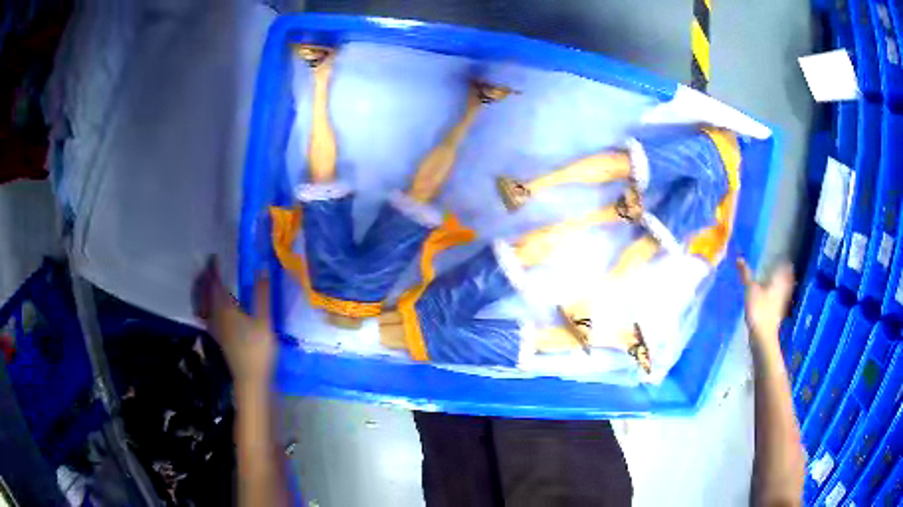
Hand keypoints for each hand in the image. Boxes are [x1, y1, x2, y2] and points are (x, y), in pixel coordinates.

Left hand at [193, 257, 274, 386]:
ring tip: (206, 283)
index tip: (213, 257)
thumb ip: (262, 295)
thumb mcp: (264, 321)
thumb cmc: (257, 350)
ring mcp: (215, 328)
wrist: (250, 379)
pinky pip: (206, 314)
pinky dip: (205, 305)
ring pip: (203, 304)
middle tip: (208, 266)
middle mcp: (215, 316)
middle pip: (204, 293)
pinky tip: (211, 308)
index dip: (213, 269)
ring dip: (202, 291)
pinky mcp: (218, 337)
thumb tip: (262, 269)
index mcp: (225, 309)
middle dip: (204, 278)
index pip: (214, 284)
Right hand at [738, 258, 794, 352]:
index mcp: (777, 281)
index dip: (785, 263)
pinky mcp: (778, 315)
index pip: (784, 268)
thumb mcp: (750, 289)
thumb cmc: (758, 309)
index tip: (785, 259)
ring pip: (785, 291)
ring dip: (784, 286)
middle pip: (787, 280)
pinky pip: (781, 302)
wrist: (763, 336)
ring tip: (781, 283)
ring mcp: (782, 304)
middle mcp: (782, 290)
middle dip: (786, 275)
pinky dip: (779, 298)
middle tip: (785, 269)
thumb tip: (739, 257)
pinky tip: (775, 300)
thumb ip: (746, 274)